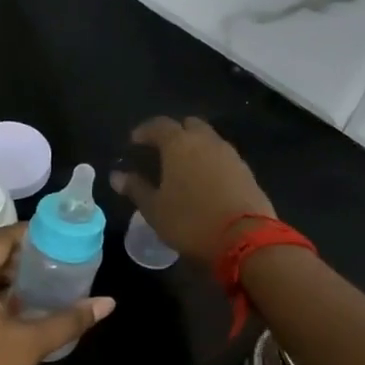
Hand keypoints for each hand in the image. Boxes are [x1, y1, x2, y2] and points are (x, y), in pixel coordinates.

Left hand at [0, 223, 114, 364]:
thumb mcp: (31, 343)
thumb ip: (69, 319)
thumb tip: (108, 303)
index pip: (0, 239)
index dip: (29, 234)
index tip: (56, 237)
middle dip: (21, 258)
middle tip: (55, 262)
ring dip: (7, 277)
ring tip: (42, 283)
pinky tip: (17, 308)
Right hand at [110, 117, 275, 266]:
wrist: (245, 239)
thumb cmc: (190, 221)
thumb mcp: (155, 209)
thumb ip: (136, 188)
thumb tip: (117, 176)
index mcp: (179, 144)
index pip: (159, 125)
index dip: (145, 131)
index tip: (134, 142)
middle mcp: (206, 141)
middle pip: (189, 125)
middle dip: (174, 133)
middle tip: (161, 150)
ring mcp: (230, 155)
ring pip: (209, 139)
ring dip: (195, 147)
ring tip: (183, 168)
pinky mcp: (246, 171)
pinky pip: (223, 157)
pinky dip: (211, 162)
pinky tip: (205, 182)